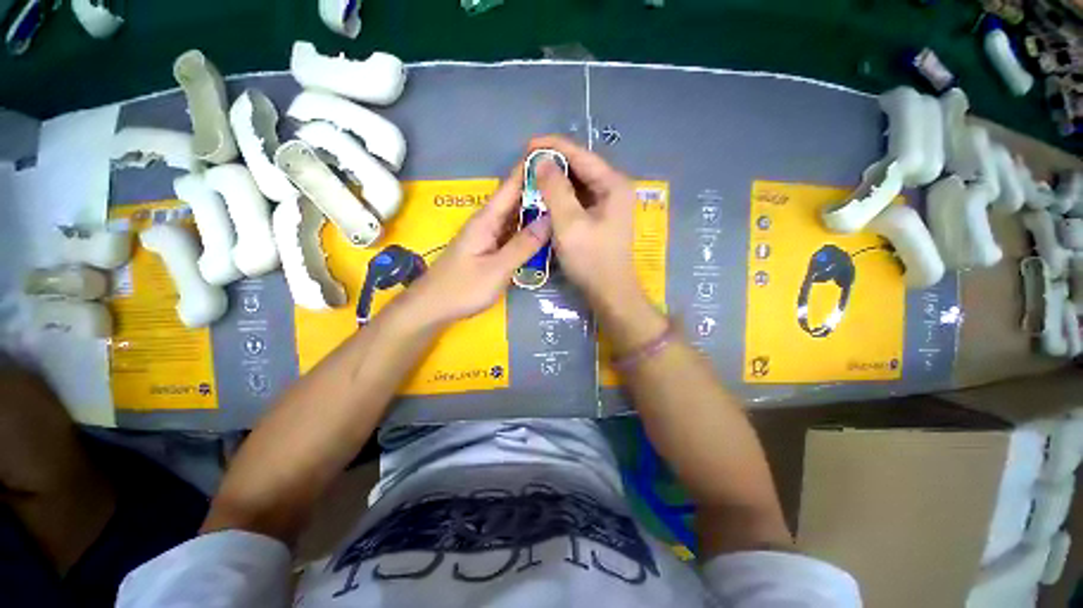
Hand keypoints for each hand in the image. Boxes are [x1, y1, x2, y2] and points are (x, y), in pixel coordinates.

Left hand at [404, 163, 550, 324]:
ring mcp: (489, 235)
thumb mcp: (497, 268)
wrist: (434, 306)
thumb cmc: (463, 288)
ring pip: (516, 216)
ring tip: (564, 203)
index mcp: (487, 219)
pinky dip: (529, 228)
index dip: (531, 168)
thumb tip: (550, 219)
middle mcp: (488, 222)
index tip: (556, 155)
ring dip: (537, 208)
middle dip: (540, 188)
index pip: (511, 185)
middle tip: (570, 183)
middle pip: (516, 198)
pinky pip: (514, 232)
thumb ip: (523, 245)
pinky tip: (545, 231)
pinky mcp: (490, 248)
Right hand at [529, 135, 642, 308]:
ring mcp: (608, 206)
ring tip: (532, 182)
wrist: (609, 293)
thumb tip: (541, 161)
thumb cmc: (591, 259)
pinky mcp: (600, 220)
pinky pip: (578, 201)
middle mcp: (614, 190)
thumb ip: (555, 189)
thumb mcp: (569, 223)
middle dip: (553, 165)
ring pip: (578, 185)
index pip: (581, 155)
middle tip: (526, 167)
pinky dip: (561, 199)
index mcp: (613, 185)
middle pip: (581, 168)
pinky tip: (546, 201)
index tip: (527, 146)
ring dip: (556, 182)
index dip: (553, 147)